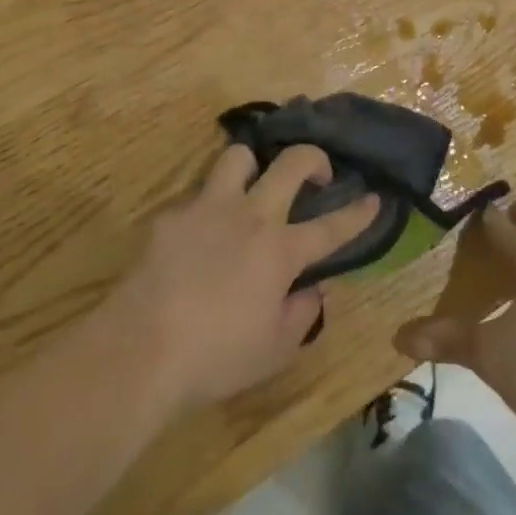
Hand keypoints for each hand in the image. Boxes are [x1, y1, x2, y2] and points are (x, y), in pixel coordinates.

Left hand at [109, 144, 379, 409]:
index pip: (331, 227)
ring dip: (252, 166)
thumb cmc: (216, 357)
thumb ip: (302, 315)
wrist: (140, 349)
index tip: (375, 197)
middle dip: (314, 158)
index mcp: (281, 250)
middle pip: (291, 162)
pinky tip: (196, 240)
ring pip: (238, 157)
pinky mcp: (171, 216)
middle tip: (317, 173)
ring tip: (251, 186)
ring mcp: (208, 208)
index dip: (358, 212)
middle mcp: (250, 216)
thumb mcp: (274, 351)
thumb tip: (311, 290)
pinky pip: (195, 199)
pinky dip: (205, 212)